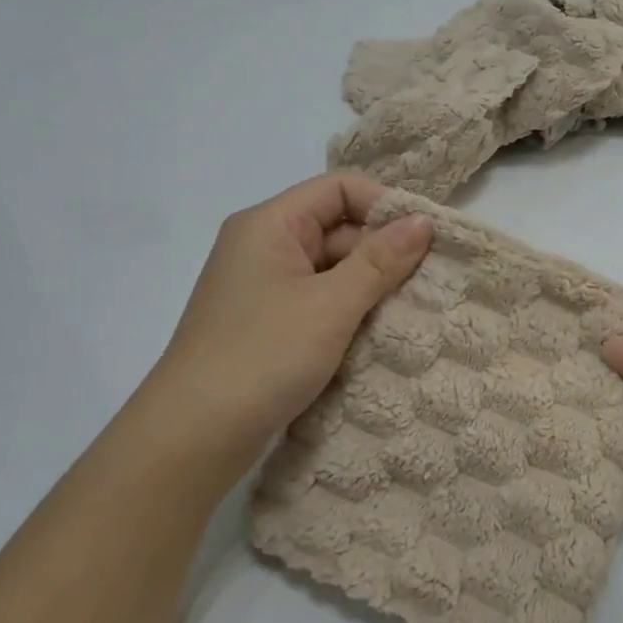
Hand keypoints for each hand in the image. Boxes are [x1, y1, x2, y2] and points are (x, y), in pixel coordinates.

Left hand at [147, 173, 432, 446]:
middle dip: (382, 252)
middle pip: (337, 227)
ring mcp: (264, 287)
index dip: (384, 205)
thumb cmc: (263, 356)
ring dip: (369, 286)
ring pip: (331, 268)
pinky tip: (378, 334)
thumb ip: (380, 260)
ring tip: (411, 311)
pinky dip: (349, 312)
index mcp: (270, 224)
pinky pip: (319, 301)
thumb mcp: (331, 305)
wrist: (194, 434)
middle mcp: (263, 246)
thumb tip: (424, 221)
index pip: (339, 188)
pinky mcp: (268, 323)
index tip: (426, 240)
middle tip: (428, 283)